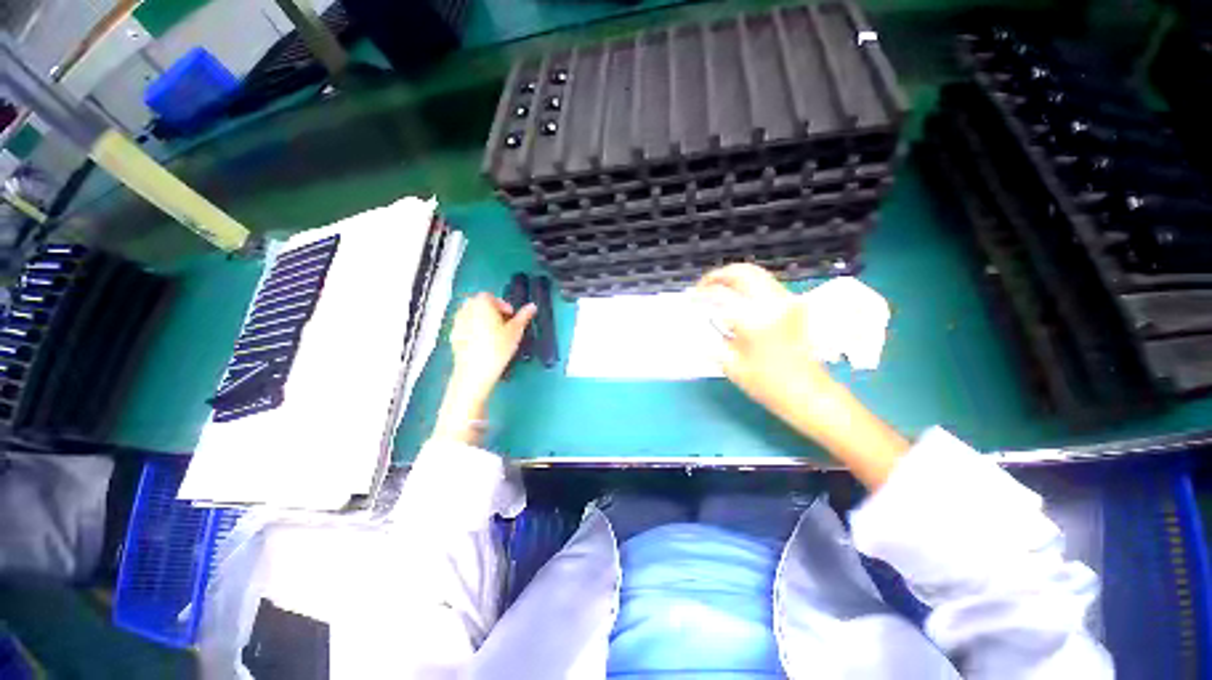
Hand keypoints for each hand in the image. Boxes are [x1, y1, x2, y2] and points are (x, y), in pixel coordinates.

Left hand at [434, 293, 535, 442]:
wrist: (475, 372)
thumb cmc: (498, 348)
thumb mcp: (516, 331)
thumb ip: (524, 316)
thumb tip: (532, 306)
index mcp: (481, 303)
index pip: (491, 296)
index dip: (503, 305)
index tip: (511, 316)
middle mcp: (466, 309)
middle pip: (479, 304)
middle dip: (491, 311)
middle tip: (504, 324)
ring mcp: (457, 323)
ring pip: (471, 315)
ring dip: (482, 320)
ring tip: (494, 334)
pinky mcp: (453, 336)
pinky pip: (465, 327)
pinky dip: (473, 330)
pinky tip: (483, 343)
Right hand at [696, 264, 907, 488]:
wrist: (807, 392)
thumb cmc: (766, 384)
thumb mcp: (730, 364)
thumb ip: (711, 337)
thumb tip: (697, 319)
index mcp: (754, 319)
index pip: (720, 294)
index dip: (700, 293)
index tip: (689, 298)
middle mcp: (772, 302)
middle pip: (741, 272)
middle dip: (717, 276)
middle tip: (701, 287)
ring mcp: (786, 300)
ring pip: (755, 273)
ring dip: (732, 277)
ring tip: (715, 290)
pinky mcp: (792, 304)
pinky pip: (764, 283)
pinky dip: (745, 283)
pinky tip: (734, 297)